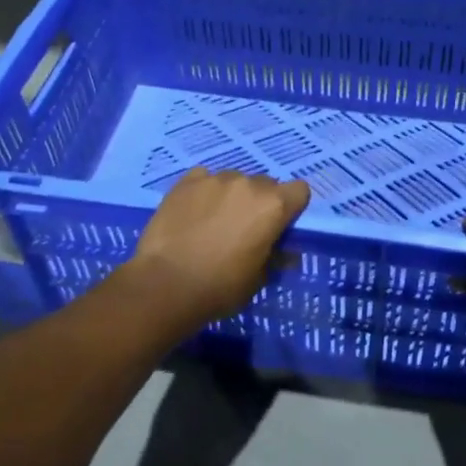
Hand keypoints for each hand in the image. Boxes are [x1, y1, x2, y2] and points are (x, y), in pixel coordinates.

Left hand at [123, 168, 310, 332]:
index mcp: (274, 206)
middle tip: (244, 227)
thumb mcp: (258, 279)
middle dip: (260, 202)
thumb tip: (286, 253)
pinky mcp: (186, 181)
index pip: (299, 191)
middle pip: (265, 184)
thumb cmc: (220, 287)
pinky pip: (204, 178)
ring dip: (231, 195)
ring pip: (234, 180)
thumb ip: (275, 258)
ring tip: (213, 220)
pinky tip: (193, 211)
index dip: (292, 207)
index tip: (279, 225)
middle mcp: (248, 184)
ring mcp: (215, 178)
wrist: (166, 284)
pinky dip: (203, 191)